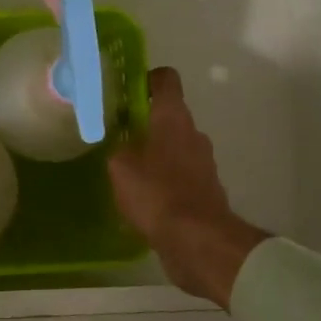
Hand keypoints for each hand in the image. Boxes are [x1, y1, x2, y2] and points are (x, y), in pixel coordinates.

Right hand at [108, 68, 268, 308]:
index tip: (124, 91)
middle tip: (116, 136)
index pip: (166, 80)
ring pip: (174, 147)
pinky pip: (179, 176)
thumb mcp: (120, 167)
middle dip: (143, 123)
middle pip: (168, 116)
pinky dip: (163, 181)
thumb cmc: (157, 194)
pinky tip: (143, 198)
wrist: (198, 241)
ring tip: (126, 171)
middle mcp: (193, 134)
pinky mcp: (204, 191)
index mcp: (174, 118)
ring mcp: (203, 164)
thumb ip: (117, 148)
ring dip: (153, 154)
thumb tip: (121, 146)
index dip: (146, 79)